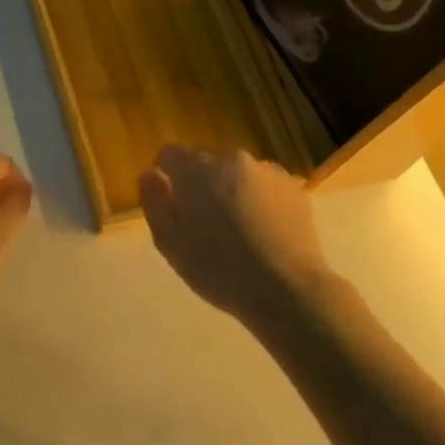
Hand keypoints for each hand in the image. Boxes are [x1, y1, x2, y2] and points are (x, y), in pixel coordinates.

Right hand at [139, 146, 340, 328]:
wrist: (286, 290)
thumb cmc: (218, 269)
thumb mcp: (169, 242)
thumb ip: (154, 201)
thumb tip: (150, 174)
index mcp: (197, 169)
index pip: (169, 154)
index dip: (165, 177)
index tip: (171, 206)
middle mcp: (232, 159)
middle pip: (204, 161)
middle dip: (198, 183)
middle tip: (203, 223)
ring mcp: (267, 171)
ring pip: (236, 172)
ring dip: (229, 190)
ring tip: (236, 229)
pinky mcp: (293, 188)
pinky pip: (263, 185)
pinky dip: (257, 199)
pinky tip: (262, 232)